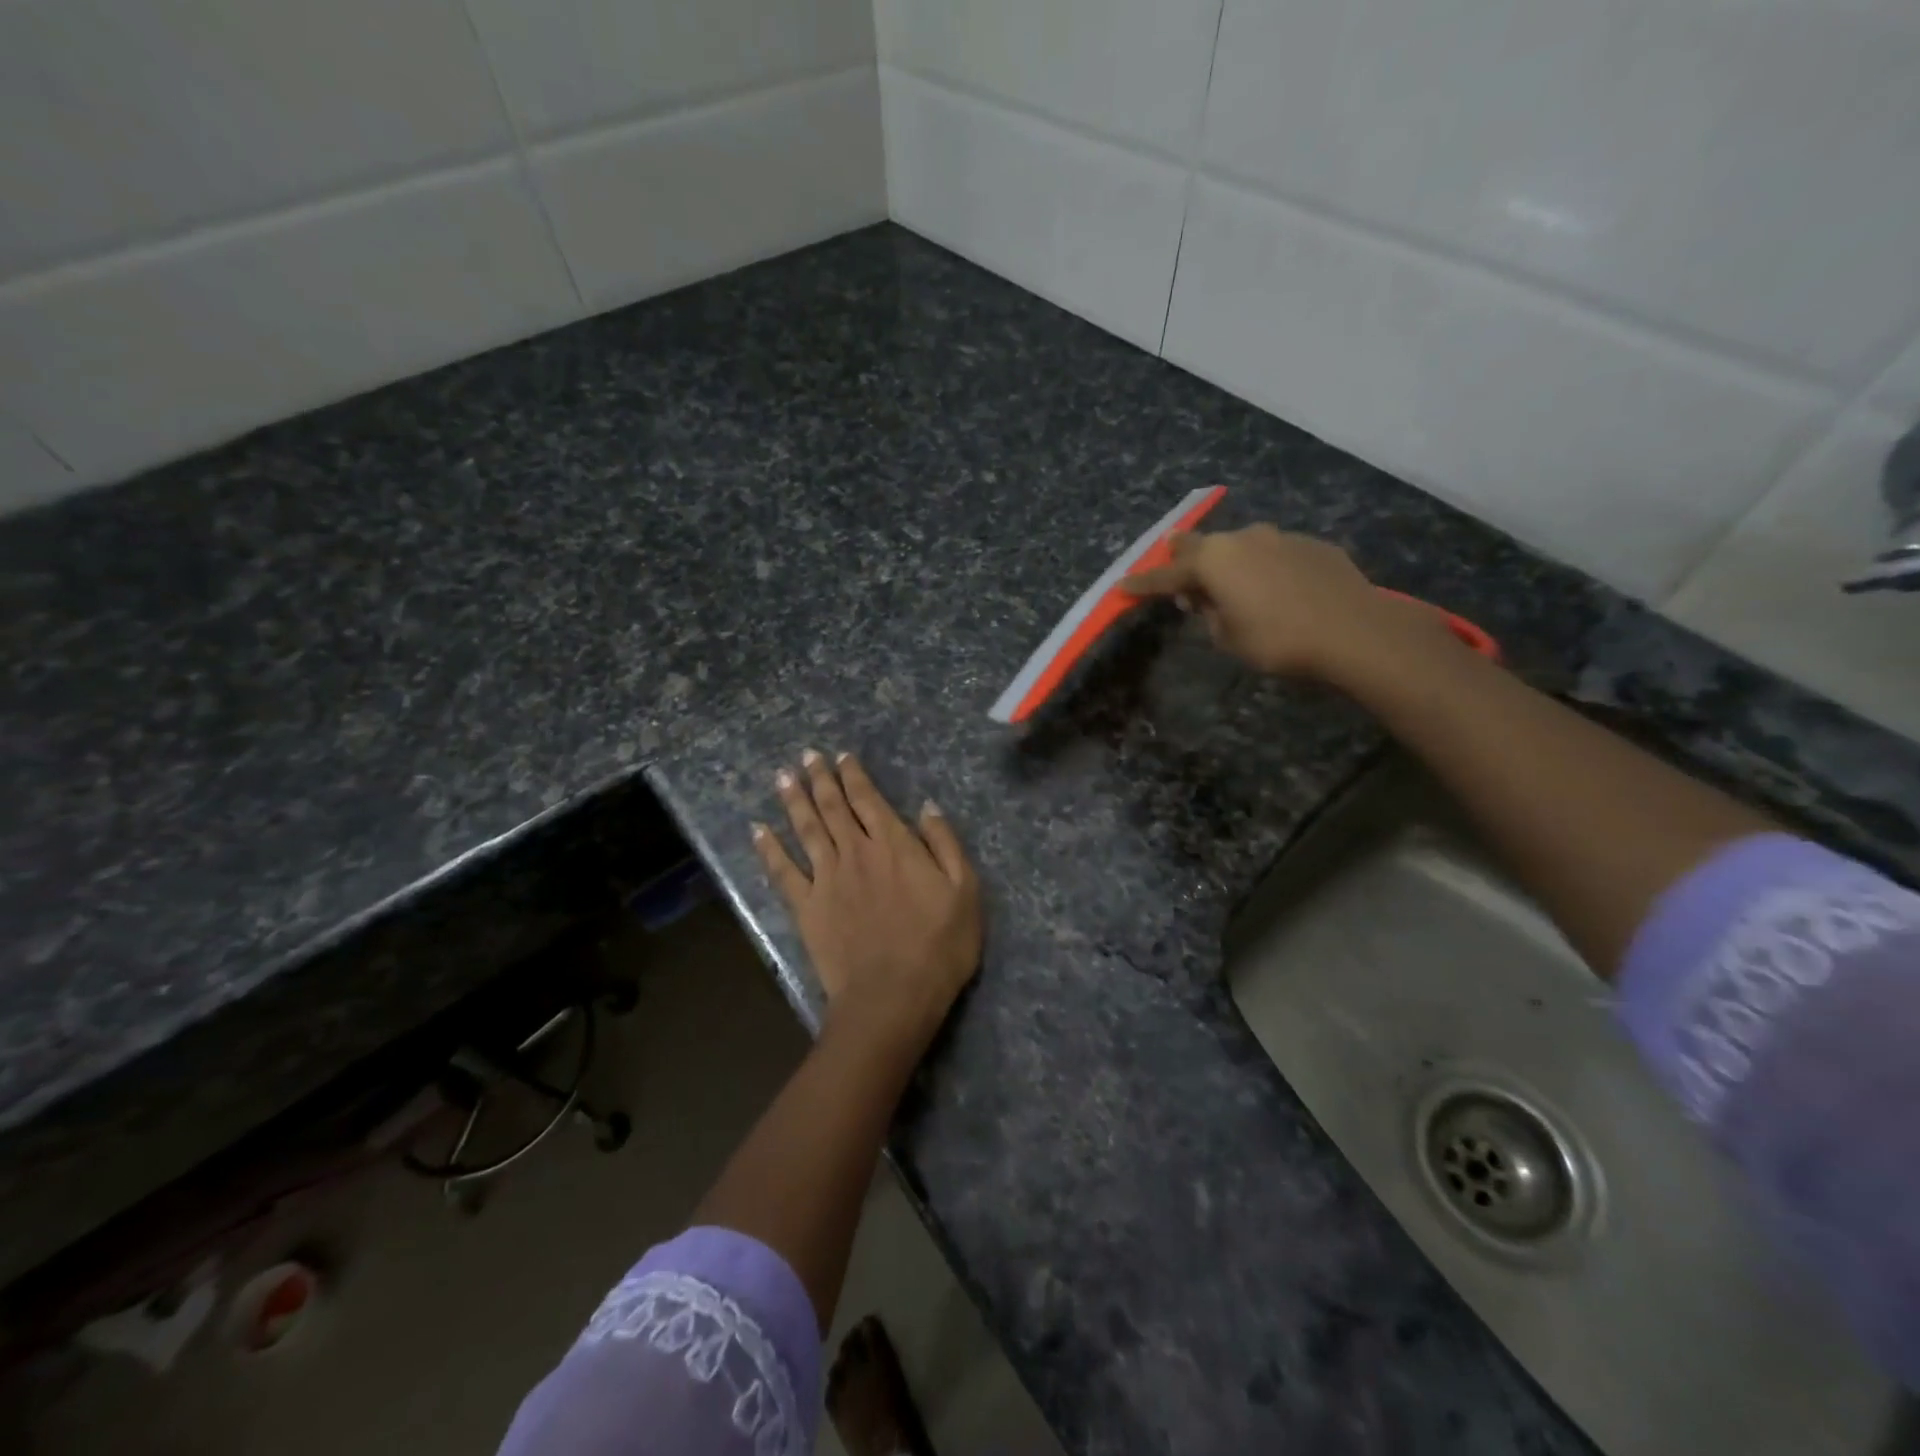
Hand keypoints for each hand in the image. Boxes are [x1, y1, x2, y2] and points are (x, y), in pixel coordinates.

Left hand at [753, 750, 982, 1050]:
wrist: (892, 997)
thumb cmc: (938, 946)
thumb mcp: (965, 891)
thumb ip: (944, 844)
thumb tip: (926, 806)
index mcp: (894, 845)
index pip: (869, 800)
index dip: (854, 776)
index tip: (841, 757)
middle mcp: (856, 852)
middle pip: (833, 807)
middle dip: (820, 778)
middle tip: (807, 755)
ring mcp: (827, 879)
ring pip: (806, 829)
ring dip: (794, 800)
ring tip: (782, 776)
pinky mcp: (806, 907)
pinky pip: (783, 871)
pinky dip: (768, 848)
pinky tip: (757, 830)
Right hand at [1123, 524, 1447, 682]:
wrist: (1353, 631)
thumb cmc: (1277, 640)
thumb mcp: (1228, 637)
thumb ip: (1208, 614)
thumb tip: (1205, 599)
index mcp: (1213, 561)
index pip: (1165, 575)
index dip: (1142, 584)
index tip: (1122, 586)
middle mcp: (1242, 539)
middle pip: (1200, 544)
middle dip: (1182, 557)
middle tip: (1174, 569)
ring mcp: (1280, 537)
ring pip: (1241, 546)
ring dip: (1229, 562)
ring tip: (1231, 584)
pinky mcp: (1312, 545)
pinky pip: (1275, 554)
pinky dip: (1265, 568)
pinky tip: (1276, 588)